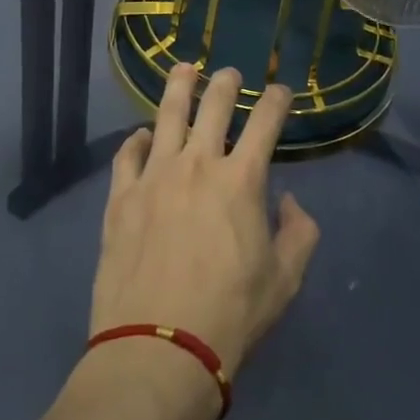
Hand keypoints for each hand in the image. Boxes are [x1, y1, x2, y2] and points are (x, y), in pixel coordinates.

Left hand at [91, 64, 320, 372]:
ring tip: (185, 70)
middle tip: (231, 74)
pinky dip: (137, 139)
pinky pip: (128, 154)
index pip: (265, 122)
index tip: (281, 91)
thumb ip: (298, 233)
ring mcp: (154, 175)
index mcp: (241, 180)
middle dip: (227, 83)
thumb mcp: (285, 280)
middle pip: (214, 105)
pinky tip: (143, 135)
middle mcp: (197, 163)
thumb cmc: (230, 315)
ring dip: (179, 87)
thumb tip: (289, 201)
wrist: (158, 348)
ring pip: (167, 115)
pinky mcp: (121, 197)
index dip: (276, 100)